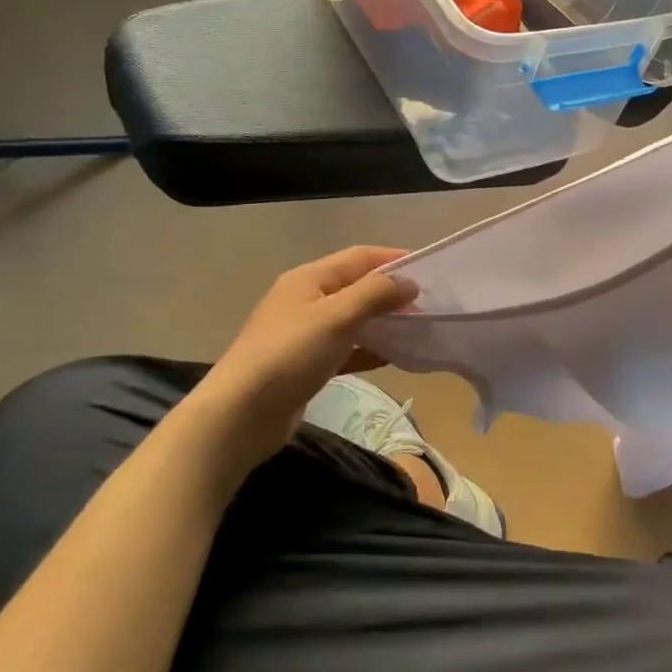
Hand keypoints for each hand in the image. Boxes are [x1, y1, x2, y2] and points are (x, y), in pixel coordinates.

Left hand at [194, 246, 417, 457]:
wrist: (241, 415)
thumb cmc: (289, 355)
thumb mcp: (336, 317)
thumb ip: (375, 295)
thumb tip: (411, 283)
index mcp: (308, 279)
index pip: (359, 257)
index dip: (393, 259)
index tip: (430, 269)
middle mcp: (306, 300)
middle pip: (357, 286)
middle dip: (391, 292)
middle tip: (428, 303)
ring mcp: (305, 333)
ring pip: (354, 318)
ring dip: (383, 321)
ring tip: (417, 328)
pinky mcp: (308, 364)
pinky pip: (347, 348)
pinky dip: (370, 349)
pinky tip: (393, 358)